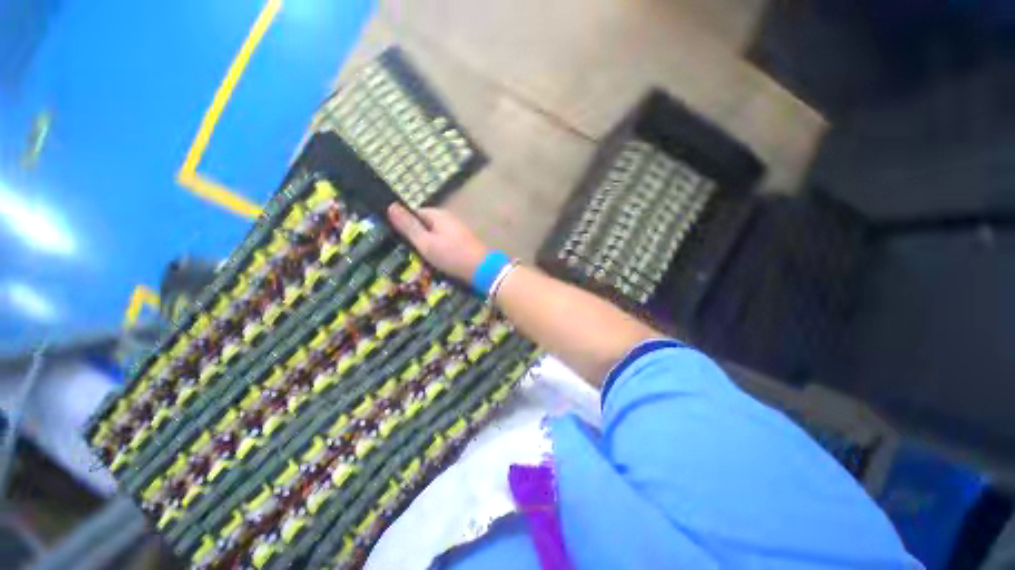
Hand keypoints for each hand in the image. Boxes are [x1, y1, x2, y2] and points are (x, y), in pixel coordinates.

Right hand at [387, 203, 489, 281]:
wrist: (483, 270)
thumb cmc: (452, 255)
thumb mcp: (426, 243)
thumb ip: (409, 226)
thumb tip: (391, 205)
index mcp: (438, 214)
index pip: (414, 213)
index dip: (403, 225)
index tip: (394, 239)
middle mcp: (448, 218)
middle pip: (425, 224)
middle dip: (415, 236)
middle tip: (405, 252)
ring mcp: (457, 230)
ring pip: (434, 235)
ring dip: (426, 245)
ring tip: (418, 259)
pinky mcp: (463, 241)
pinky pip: (444, 242)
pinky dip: (438, 249)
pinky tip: (435, 261)